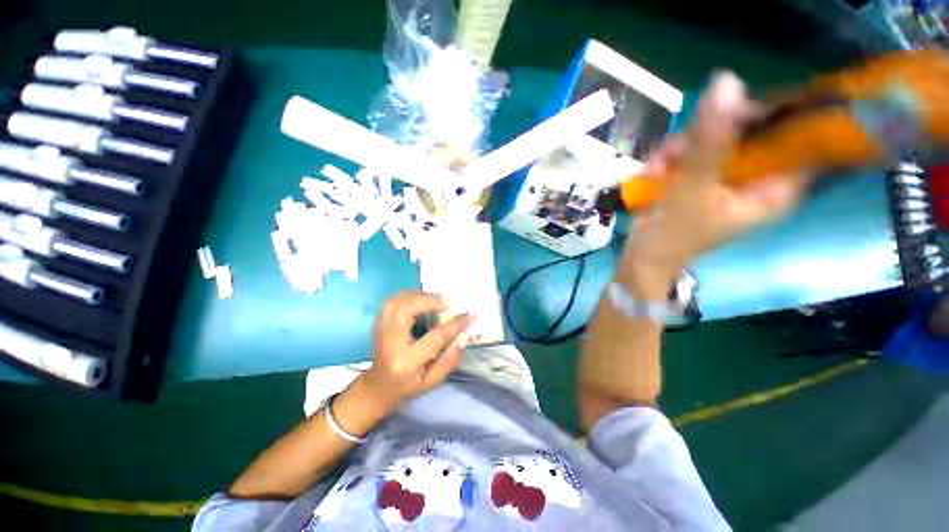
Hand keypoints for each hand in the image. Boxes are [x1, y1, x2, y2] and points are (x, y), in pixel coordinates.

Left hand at [360, 291, 473, 408]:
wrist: (377, 388)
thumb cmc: (407, 387)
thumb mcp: (432, 381)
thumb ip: (449, 360)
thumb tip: (464, 336)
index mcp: (406, 362)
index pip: (435, 337)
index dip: (455, 324)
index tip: (470, 315)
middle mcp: (390, 343)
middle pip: (406, 310)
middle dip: (428, 300)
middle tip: (446, 302)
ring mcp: (380, 330)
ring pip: (396, 301)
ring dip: (417, 295)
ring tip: (434, 299)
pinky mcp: (378, 323)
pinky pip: (392, 301)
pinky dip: (408, 296)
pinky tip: (420, 299)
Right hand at [626, 72, 811, 276]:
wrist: (643, 255)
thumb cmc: (674, 232)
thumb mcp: (694, 185)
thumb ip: (711, 140)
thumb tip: (727, 82)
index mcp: (777, 186)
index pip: (799, 135)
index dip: (776, 112)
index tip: (739, 105)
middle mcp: (759, 177)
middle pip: (750, 130)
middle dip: (709, 134)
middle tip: (681, 147)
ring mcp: (728, 175)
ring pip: (714, 137)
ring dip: (681, 148)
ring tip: (658, 168)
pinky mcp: (702, 176)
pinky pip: (692, 151)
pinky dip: (670, 158)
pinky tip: (653, 172)